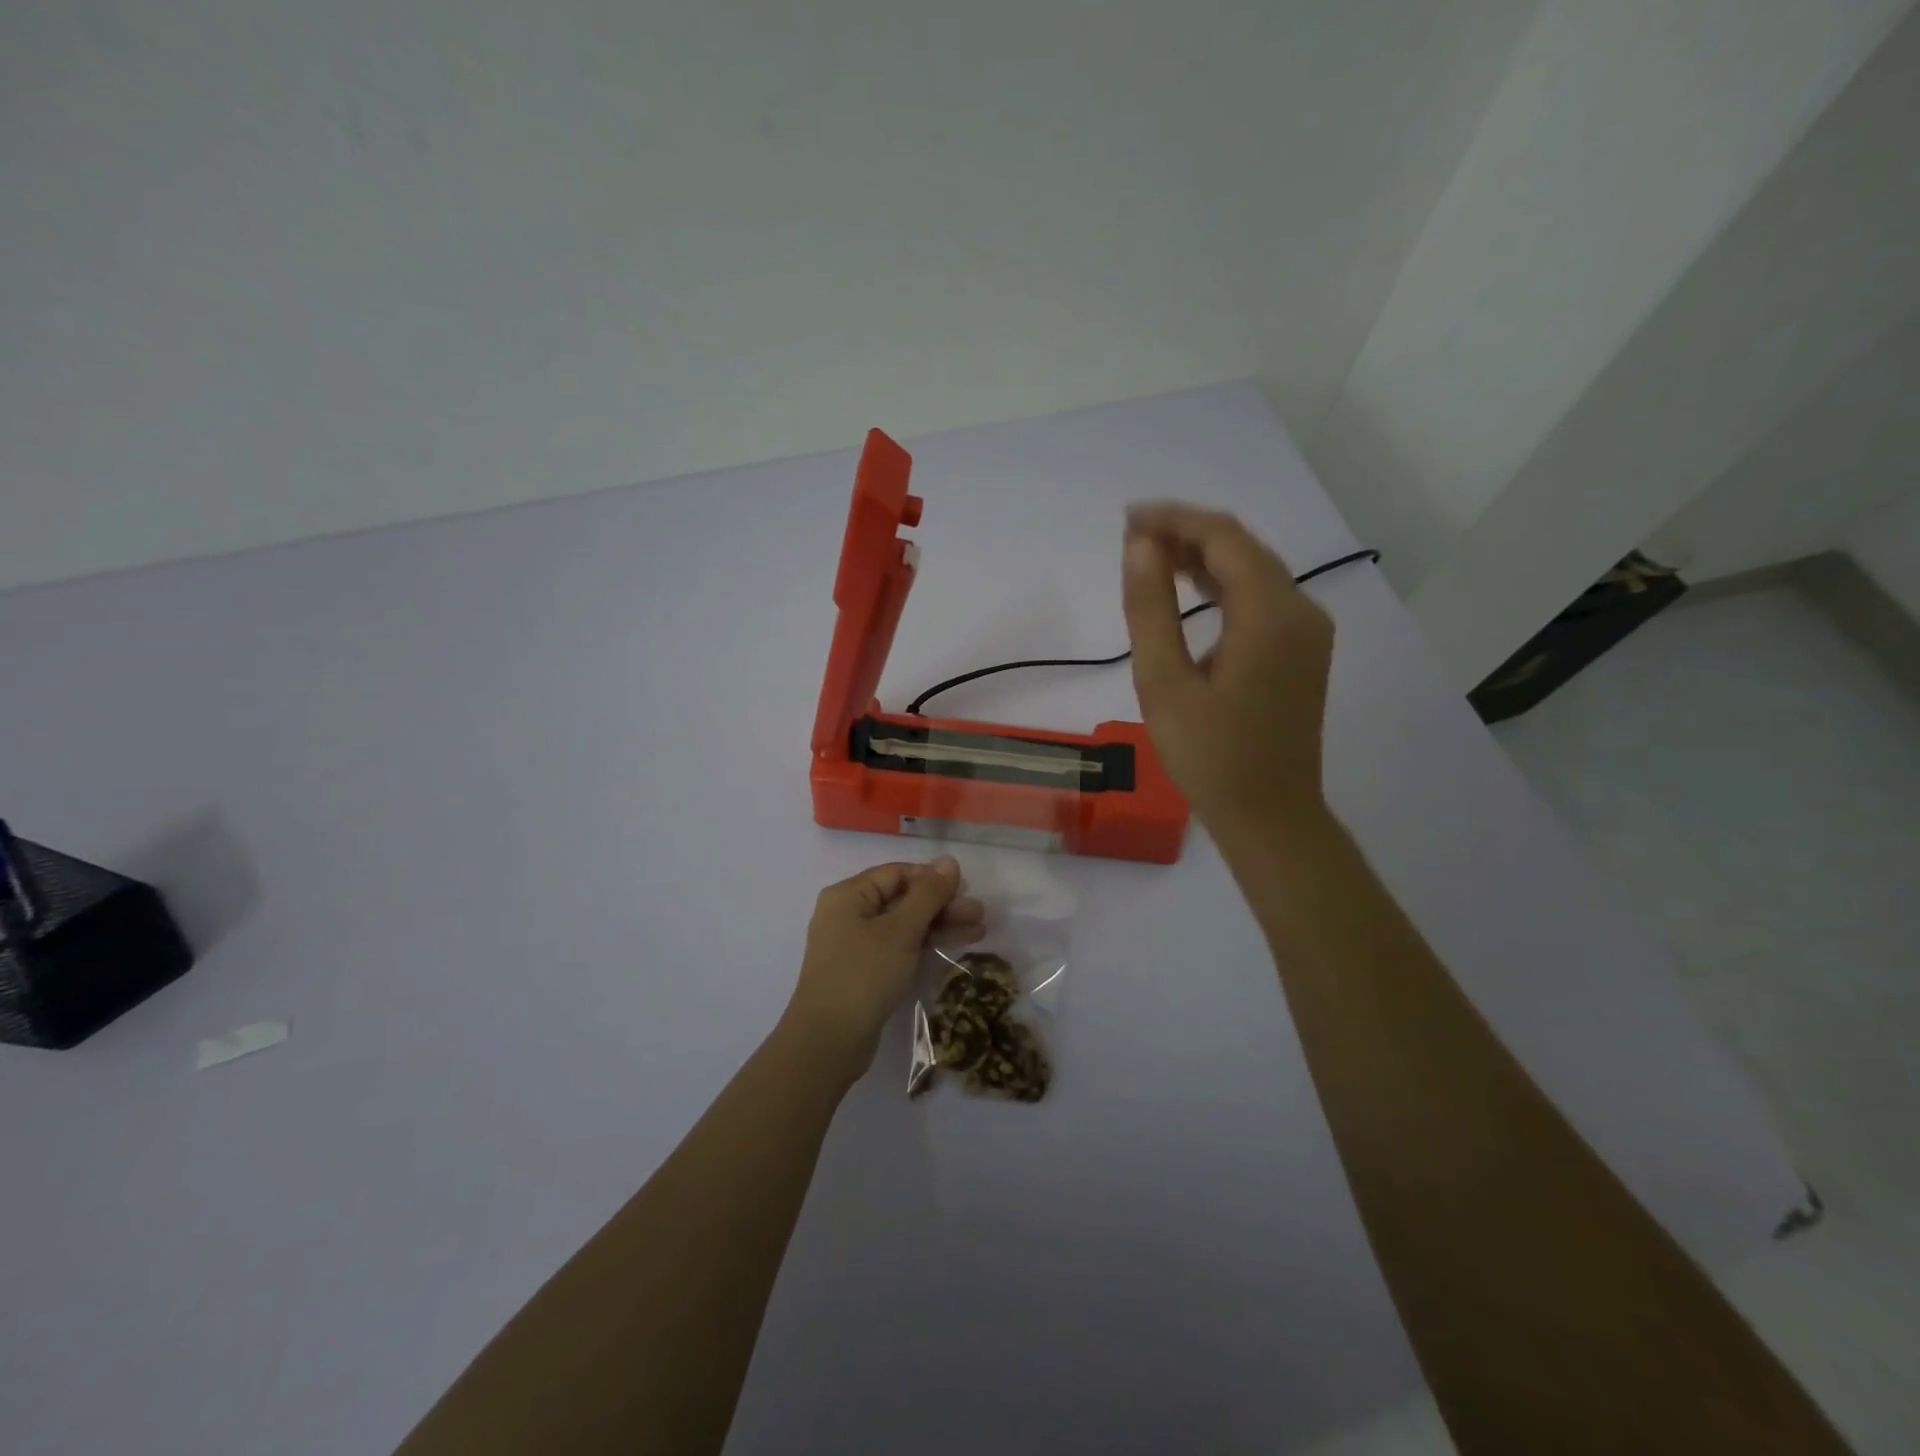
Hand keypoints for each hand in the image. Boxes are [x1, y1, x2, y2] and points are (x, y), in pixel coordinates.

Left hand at [779, 858, 983, 1085]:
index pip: (897, 873)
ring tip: (979, 931)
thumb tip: (948, 861)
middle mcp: (849, 913)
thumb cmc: (863, 975)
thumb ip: (927, 894)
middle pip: (902, 899)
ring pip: (904, 925)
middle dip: (942, 905)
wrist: (828, 1042)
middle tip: (980, 914)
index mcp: (848, 895)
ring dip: (940, 925)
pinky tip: (955, 945)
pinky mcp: (865, 970)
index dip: (932, 878)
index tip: (966, 888)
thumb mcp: (900, 931)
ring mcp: (856, 943)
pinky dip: (925, 944)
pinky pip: (899, 946)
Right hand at [1121, 503, 1335, 843]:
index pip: (1224, 538)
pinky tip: (1189, 590)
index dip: (1174, 520)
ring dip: (1203, 558)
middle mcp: (1301, 610)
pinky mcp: (1302, 651)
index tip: (1127, 520)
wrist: (1270, 815)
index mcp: (1271, 614)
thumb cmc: (1209, 756)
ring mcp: (1307, 631)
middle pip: (1243, 548)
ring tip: (1150, 557)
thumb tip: (1140, 545)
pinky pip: (1261, 599)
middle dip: (1186, 534)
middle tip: (1131, 537)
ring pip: (1253, 572)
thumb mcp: (1164, 683)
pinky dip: (1222, 586)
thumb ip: (1150, 609)